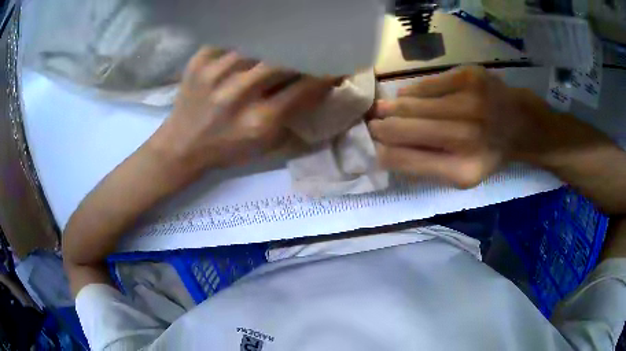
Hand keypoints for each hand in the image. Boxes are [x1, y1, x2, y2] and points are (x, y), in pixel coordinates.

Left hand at [149, 47, 334, 178]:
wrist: (181, 145)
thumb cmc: (226, 149)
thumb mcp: (265, 144)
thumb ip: (293, 116)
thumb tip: (318, 88)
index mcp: (259, 121)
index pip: (305, 87)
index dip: (326, 73)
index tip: (338, 64)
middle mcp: (238, 93)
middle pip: (283, 60)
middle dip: (304, 51)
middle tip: (314, 44)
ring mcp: (215, 73)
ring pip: (259, 43)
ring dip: (277, 40)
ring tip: (286, 36)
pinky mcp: (199, 61)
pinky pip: (231, 37)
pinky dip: (247, 36)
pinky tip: (254, 36)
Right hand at [369, 66, 557, 187]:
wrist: (520, 123)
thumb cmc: (488, 152)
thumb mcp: (460, 175)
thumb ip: (422, 168)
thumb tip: (381, 152)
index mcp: (462, 170)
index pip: (400, 159)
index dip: (378, 150)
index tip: (369, 145)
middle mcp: (466, 135)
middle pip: (399, 127)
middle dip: (379, 125)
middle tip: (371, 123)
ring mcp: (468, 101)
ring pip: (408, 102)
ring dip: (392, 107)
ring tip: (385, 109)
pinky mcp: (468, 76)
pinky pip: (423, 84)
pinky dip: (414, 92)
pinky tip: (416, 98)